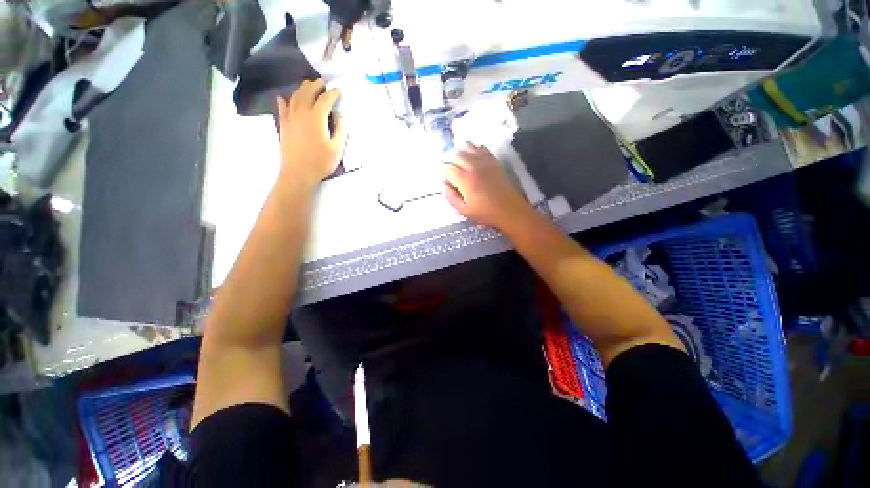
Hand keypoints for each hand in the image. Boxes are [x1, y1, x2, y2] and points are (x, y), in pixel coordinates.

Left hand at [276, 79, 346, 185]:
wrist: (298, 173)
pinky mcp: (284, 126)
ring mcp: (290, 119)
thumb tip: (341, 116)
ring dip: (301, 89)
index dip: (333, 94)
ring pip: (294, 98)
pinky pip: (282, 109)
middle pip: (307, 93)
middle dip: (315, 85)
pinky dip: (283, 101)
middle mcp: (301, 113)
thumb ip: (340, 130)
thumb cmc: (321, 162)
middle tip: (323, 82)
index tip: (339, 90)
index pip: (325, 100)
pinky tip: (283, 98)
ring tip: (308, 85)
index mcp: (316, 118)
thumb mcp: (337, 148)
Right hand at [443, 143, 535, 230]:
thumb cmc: (485, 213)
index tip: (447, 183)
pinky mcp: (493, 160)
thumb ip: (451, 197)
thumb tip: (444, 186)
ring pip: (467, 145)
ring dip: (460, 152)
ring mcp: (484, 160)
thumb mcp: (464, 210)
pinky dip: (473, 149)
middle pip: (455, 154)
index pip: (447, 168)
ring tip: (460, 163)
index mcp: (464, 179)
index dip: (444, 175)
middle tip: (451, 173)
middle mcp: (473, 165)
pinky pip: (481, 147)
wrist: (509, 210)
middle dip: (449, 162)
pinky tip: (473, 158)